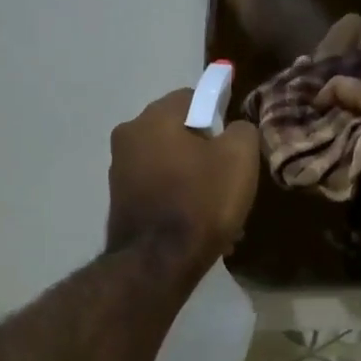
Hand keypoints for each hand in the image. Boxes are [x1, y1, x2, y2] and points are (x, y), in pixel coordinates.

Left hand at [107, 88, 260, 273]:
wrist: (158, 263)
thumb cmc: (201, 202)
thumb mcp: (239, 158)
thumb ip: (242, 130)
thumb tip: (233, 129)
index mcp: (154, 117)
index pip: (193, 97)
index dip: (218, 117)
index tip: (233, 147)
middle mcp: (128, 137)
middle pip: (178, 134)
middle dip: (205, 155)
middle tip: (229, 184)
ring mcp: (119, 172)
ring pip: (170, 167)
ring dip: (193, 184)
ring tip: (216, 216)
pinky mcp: (119, 203)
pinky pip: (158, 193)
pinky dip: (177, 204)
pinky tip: (196, 230)